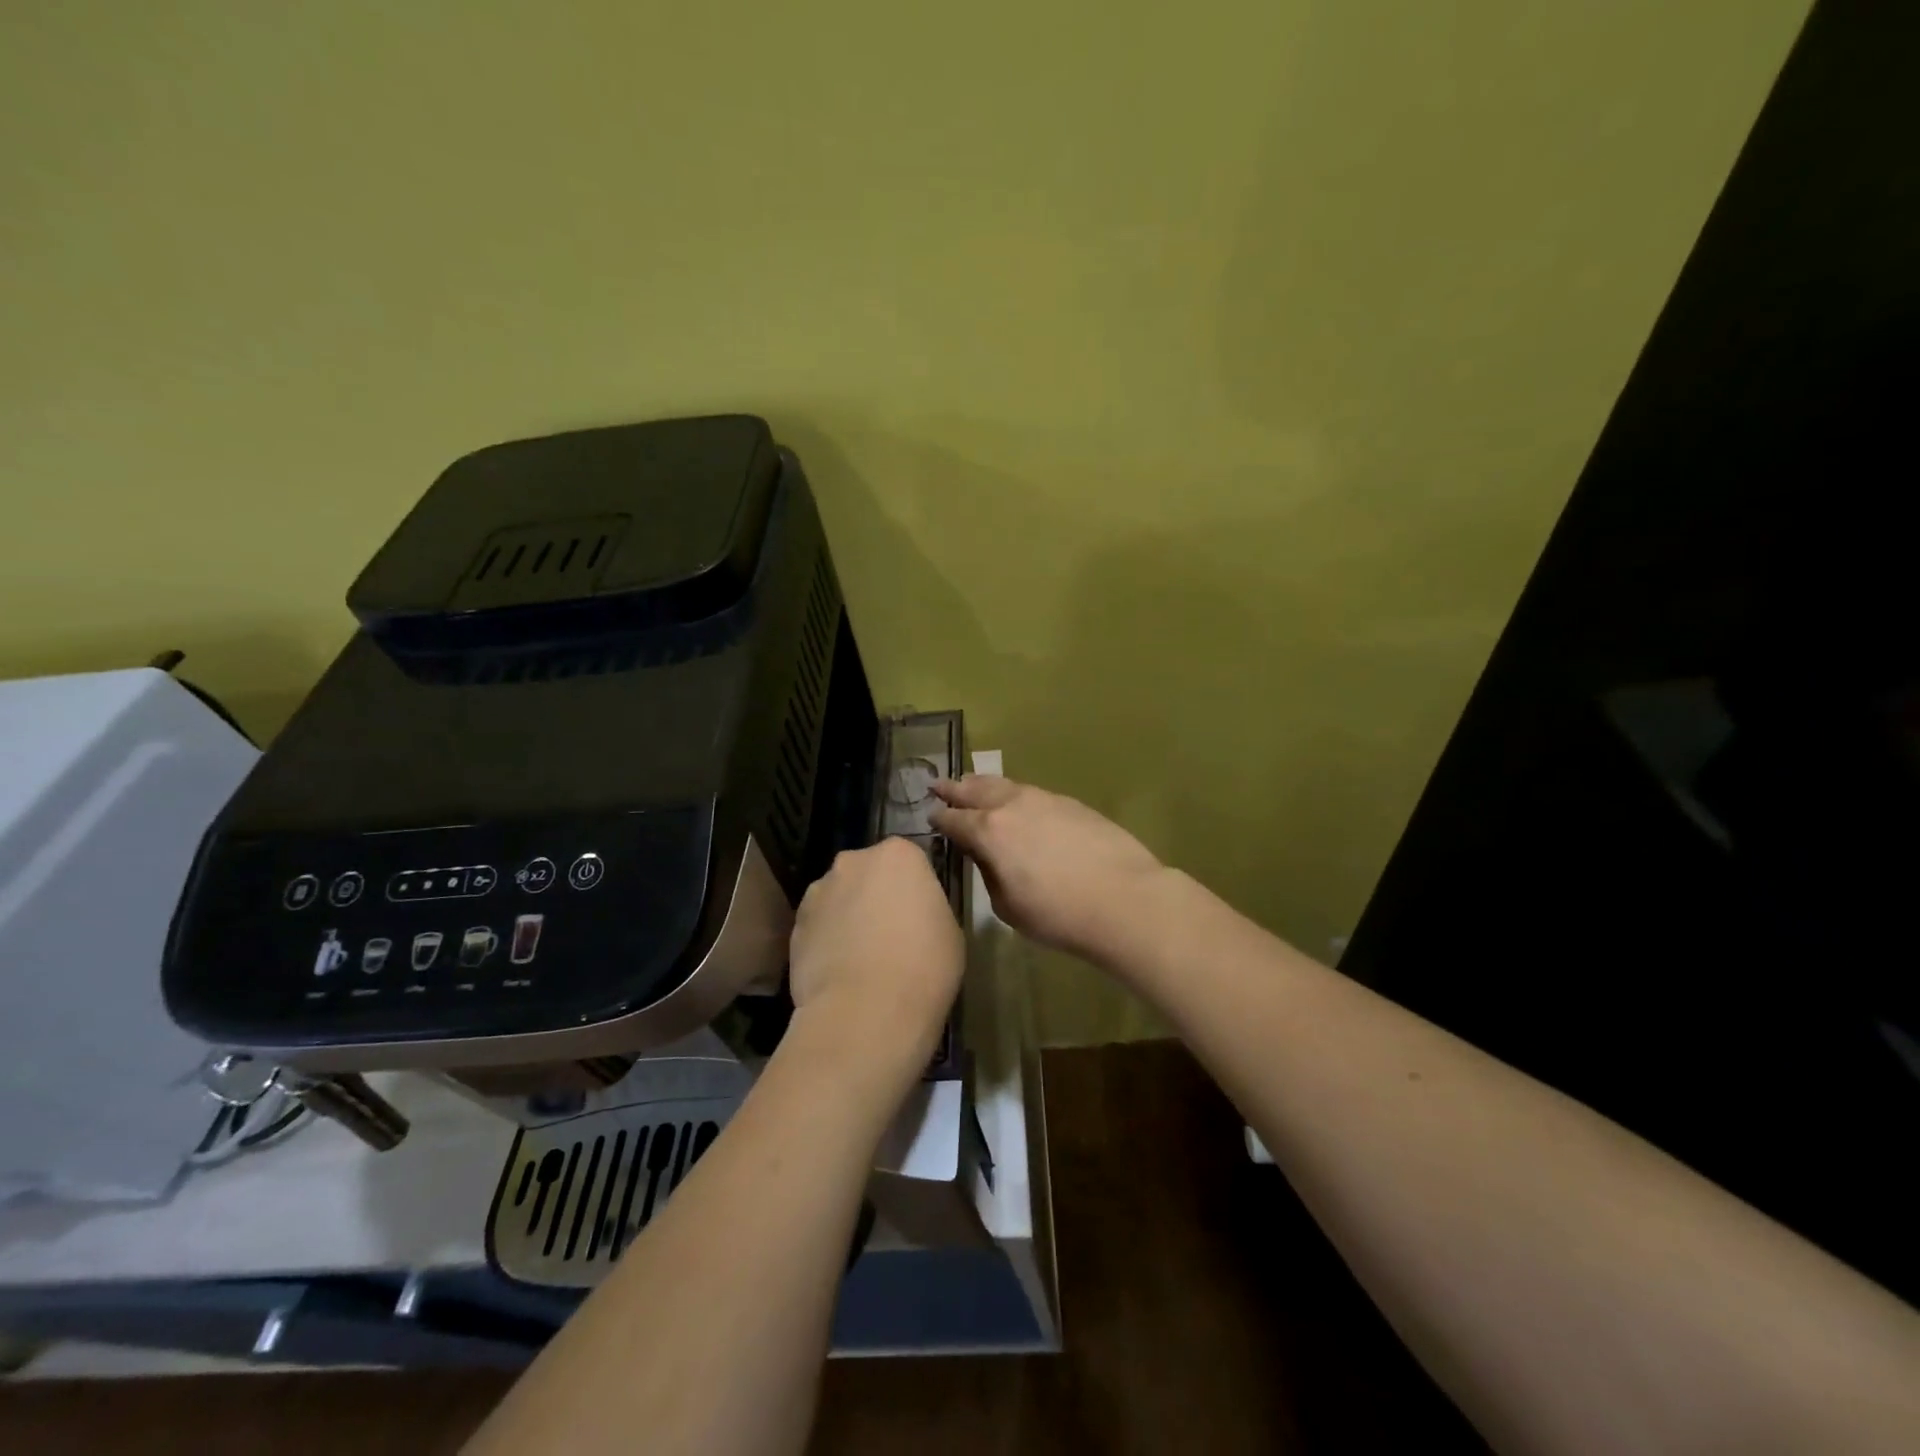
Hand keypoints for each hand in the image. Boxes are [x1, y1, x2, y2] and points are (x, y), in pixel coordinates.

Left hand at [788, 837, 963, 1072]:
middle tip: (891, 934)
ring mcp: (818, 892)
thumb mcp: (950, 930)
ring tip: (862, 959)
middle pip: (868, 873)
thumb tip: (911, 915)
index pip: (909, 861)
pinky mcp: (795, 926)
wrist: (865, 1013)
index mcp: (898, 854)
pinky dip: (828, 942)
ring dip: (848, 916)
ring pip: (839, 898)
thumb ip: (927, 907)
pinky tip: (841, 973)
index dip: (914, 889)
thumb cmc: (923, 966)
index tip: (920, 916)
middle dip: (876, 895)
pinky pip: (819, 927)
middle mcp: (853, 861)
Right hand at [929, 775, 1166, 963]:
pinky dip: (1012, 792)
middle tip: (938, 784)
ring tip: (972, 783)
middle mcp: (1011, 806)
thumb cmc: (1059, 913)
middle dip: (954, 788)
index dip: (939, 819)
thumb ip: (989, 874)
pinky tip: (1015, 800)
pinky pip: (1030, 791)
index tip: (930, 816)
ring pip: (1004, 784)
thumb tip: (986, 856)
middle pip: (975, 790)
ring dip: (983, 784)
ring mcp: (1043, 799)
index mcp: (988, 832)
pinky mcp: (1070, 802)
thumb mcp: (1008, 907)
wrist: (1124, 897)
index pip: (954, 820)